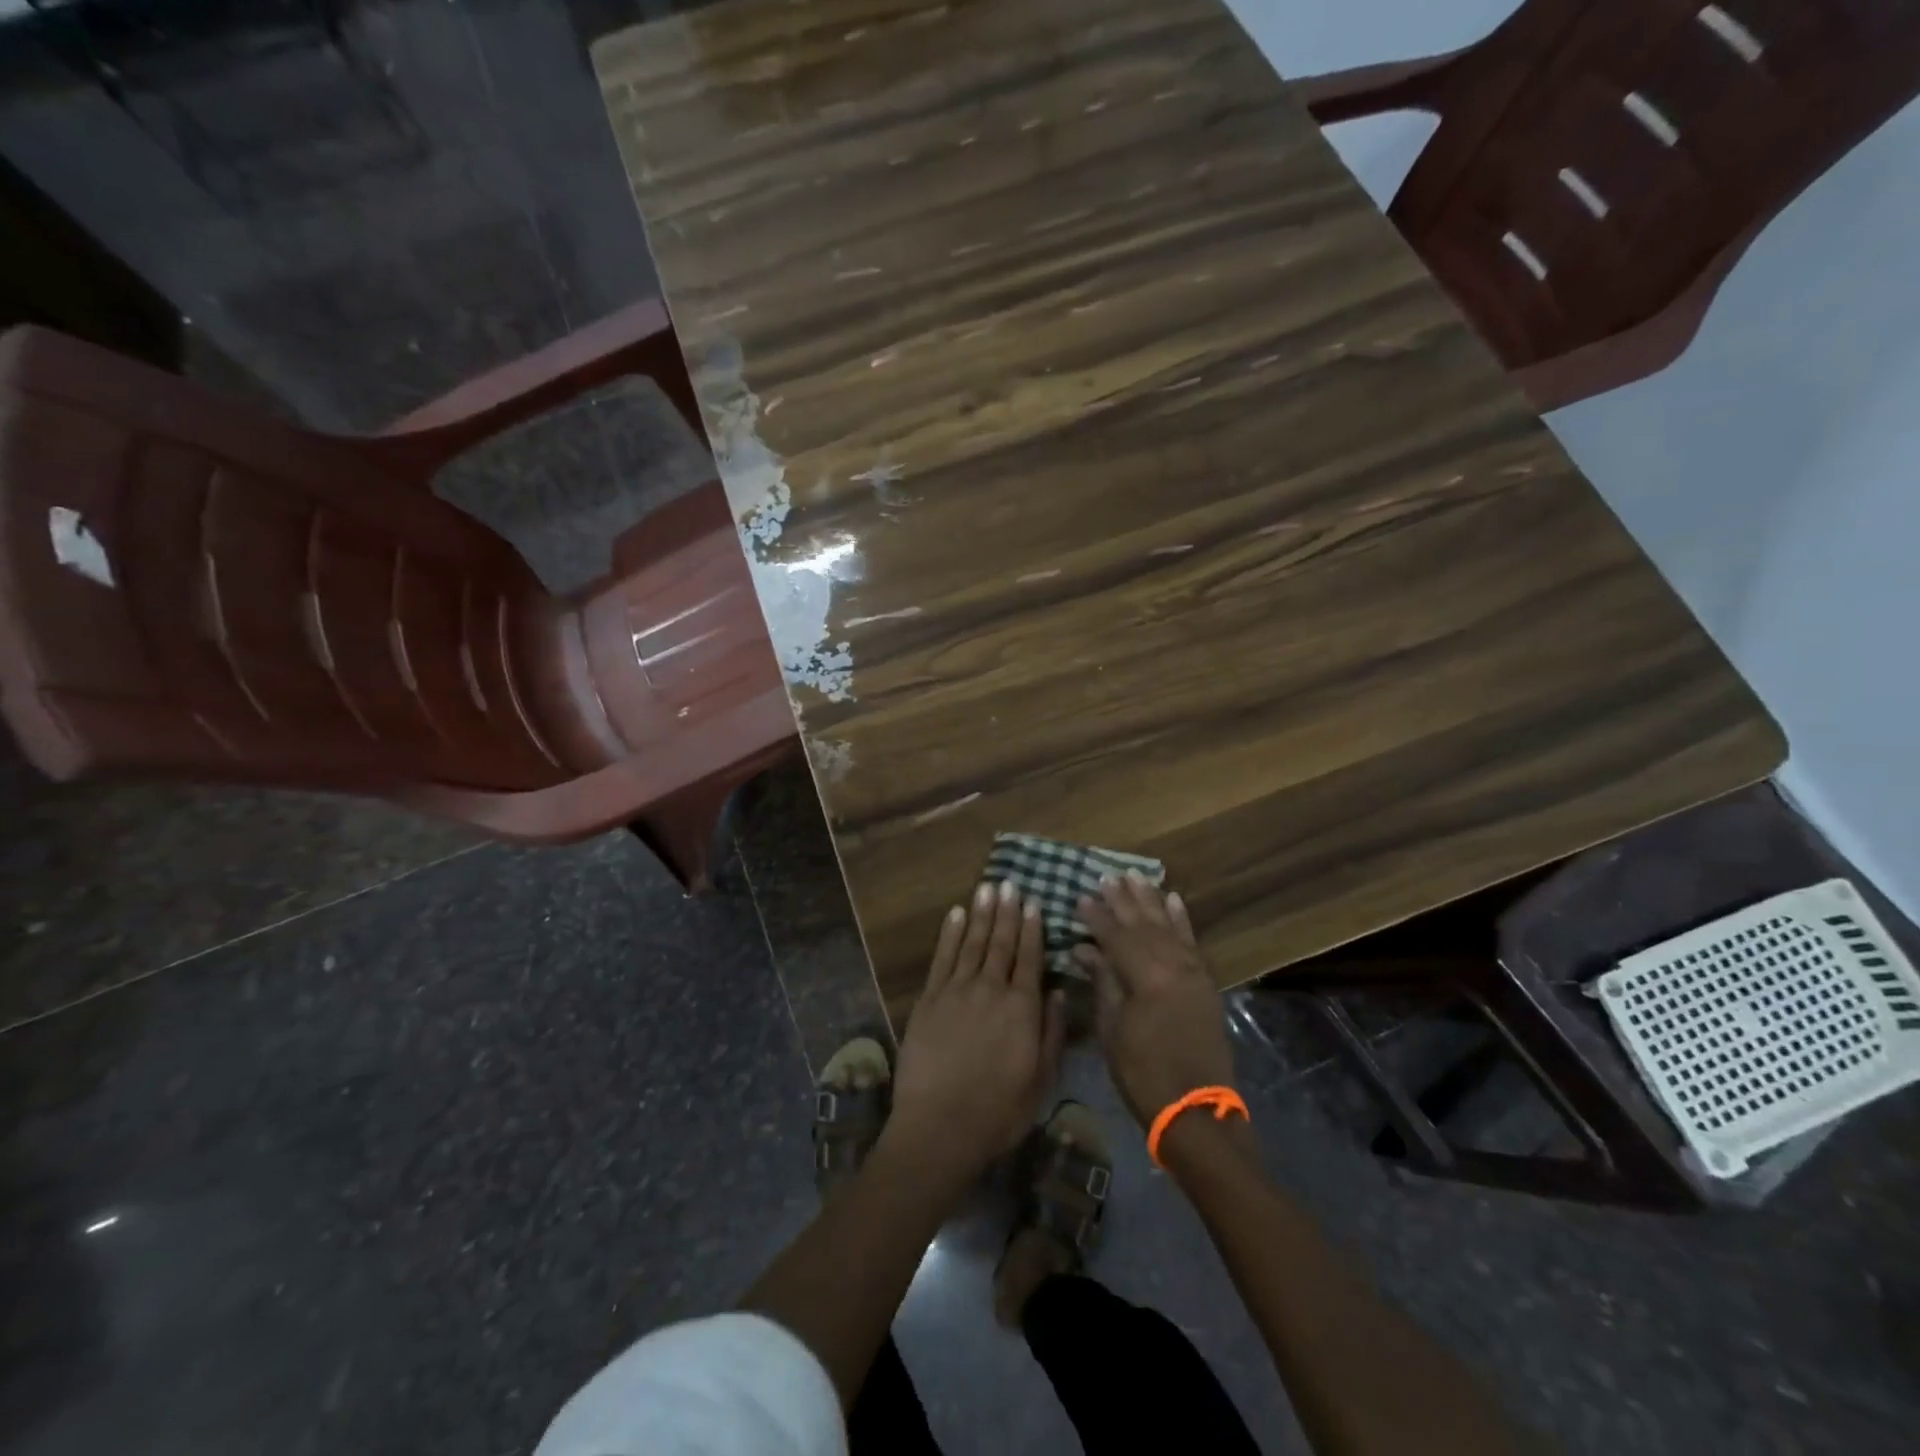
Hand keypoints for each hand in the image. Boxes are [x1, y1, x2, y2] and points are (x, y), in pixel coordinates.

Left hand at [886, 880, 1066, 1187]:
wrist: (939, 1126)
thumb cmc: (998, 1111)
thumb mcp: (1040, 1080)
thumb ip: (1050, 1031)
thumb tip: (1056, 990)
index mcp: (1021, 1008)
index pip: (1029, 958)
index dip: (1032, 929)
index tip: (1034, 903)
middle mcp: (990, 989)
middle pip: (1001, 943)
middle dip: (1007, 912)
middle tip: (1010, 884)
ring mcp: (956, 991)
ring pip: (973, 943)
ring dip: (982, 914)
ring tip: (988, 888)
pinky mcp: (929, 999)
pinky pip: (942, 957)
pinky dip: (951, 933)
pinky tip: (957, 914)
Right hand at [1073, 873, 1233, 1129]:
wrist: (1196, 1109)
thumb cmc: (1143, 1073)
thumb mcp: (1112, 1029)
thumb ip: (1103, 981)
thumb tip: (1084, 948)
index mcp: (1146, 976)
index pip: (1116, 936)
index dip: (1097, 916)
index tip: (1080, 897)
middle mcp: (1173, 965)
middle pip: (1143, 924)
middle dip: (1123, 900)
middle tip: (1106, 877)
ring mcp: (1193, 971)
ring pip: (1168, 926)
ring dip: (1150, 900)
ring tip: (1136, 876)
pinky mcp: (1204, 982)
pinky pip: (1192, 941)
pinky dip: (1182, 919)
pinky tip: (1174, 900)